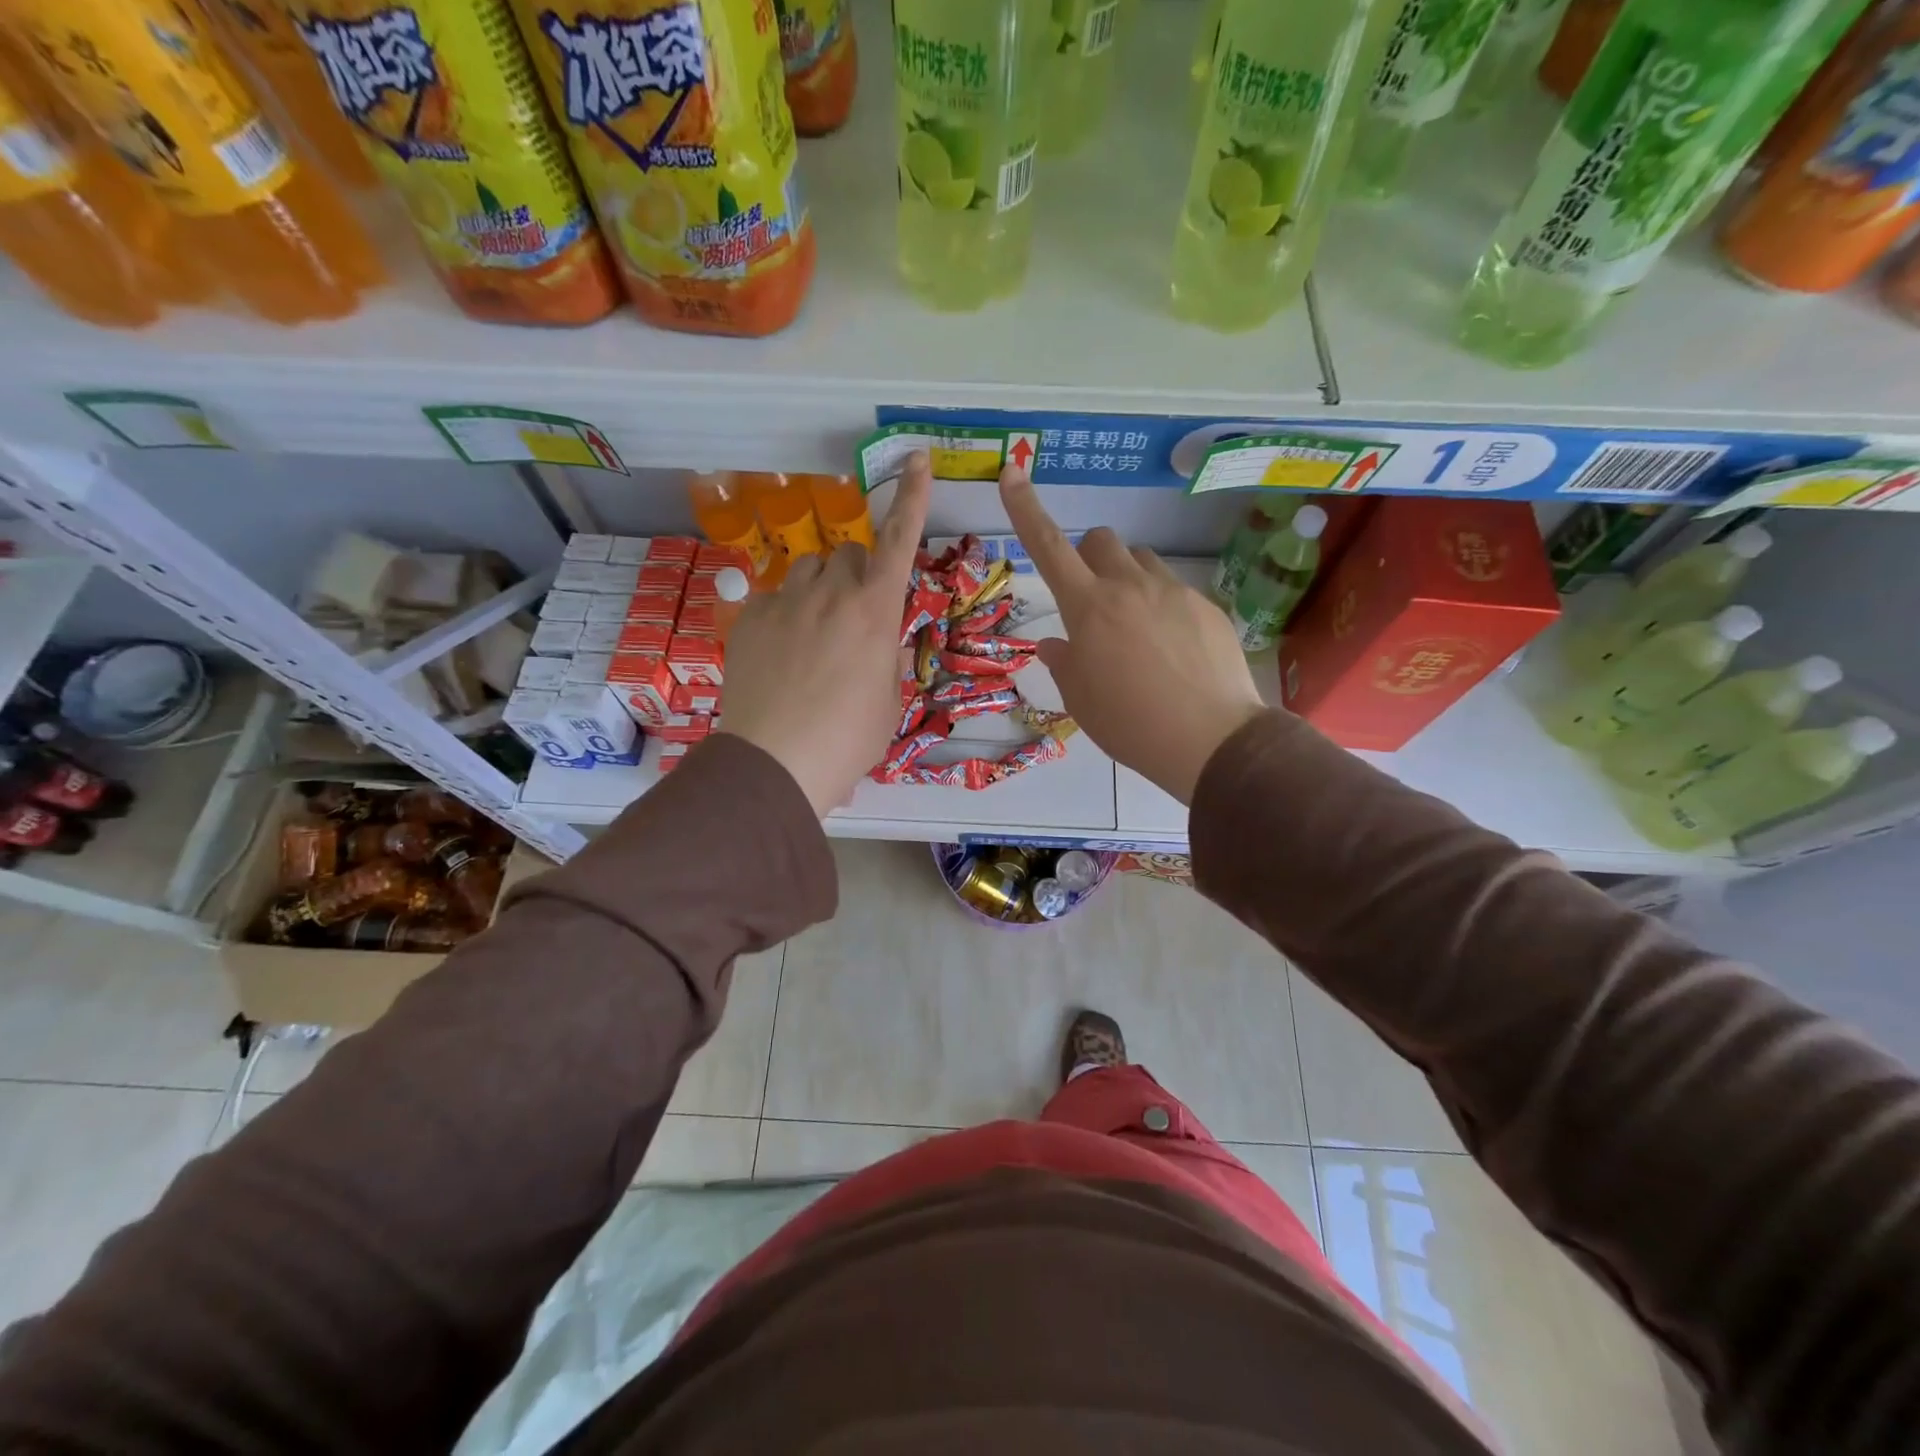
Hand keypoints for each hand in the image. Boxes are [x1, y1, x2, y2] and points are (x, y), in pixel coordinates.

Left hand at [719, 454, 932, 815]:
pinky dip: (785, 614)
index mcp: (876, 612)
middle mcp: (832, 593)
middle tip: (855, 614)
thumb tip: (884, 647)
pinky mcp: (751, 618)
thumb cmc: (848, 740)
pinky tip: (781, 654)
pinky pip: (774, 598)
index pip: (900, 540)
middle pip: (848, 552)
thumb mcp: (888, 704)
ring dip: (820, 588)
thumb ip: (888, 662)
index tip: (917, 458)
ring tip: (814, 633)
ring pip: (809, 568)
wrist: (776, 762)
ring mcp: (786, 602)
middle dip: (857, 571)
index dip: (912, 497)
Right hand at [1000, 467, 1266, 804]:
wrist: (1212, 740)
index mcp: (1089, 607)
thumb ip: (1064, 663)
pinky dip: (1162, 607)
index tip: (1013, 473)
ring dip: (1127, 578)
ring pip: (1142, 561)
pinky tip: (1172, 650)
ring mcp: (1174, 592)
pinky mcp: (1207, 607)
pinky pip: (1175, 591)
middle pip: (1101, 540)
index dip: (1026, 509)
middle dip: (1088, 556)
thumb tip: (1055, 645)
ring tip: (1135, 626)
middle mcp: (1131, 586)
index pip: (1048, 546)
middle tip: (1091, 599)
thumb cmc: (1130, 723)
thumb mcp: (1082, 699)